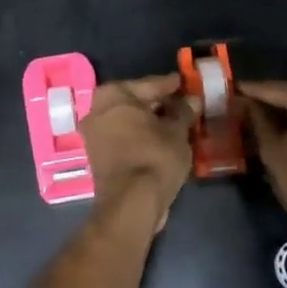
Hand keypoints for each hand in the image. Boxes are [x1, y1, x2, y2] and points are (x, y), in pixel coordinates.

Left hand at [80, 75, 197, 233]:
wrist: (131, 204)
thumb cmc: (154, 157)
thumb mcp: (177, 131)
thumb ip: (183, 111)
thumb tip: (192, 99)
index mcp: (113, 95)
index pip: (149, 84)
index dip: (171, 85)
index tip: (185, 83)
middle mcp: (97, 110)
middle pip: (136, 102)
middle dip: (159, 104)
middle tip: (183, 104)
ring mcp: (94, 135)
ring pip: (129, 122)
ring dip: (150, 123)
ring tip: (177, 124)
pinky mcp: (98, 158)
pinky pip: (125, 139)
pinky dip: (141, 138)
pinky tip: (162, 142)